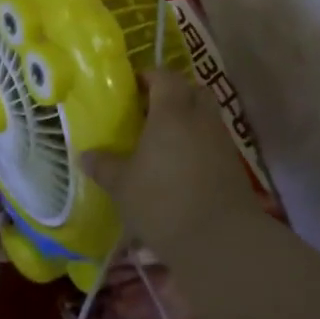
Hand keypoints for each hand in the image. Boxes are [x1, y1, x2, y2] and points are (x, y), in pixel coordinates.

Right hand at [82, 70, 256, 259]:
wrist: (221, 241)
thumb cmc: (163, 202)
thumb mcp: (122, 186)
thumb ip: (104, 166)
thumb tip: (86, 155)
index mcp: (171, 112)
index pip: (165, 77)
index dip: (149, 77)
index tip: (132, 88)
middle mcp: (200, 119)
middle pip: (193, 90)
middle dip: (174, 94)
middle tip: (150, 110)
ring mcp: (222, 143)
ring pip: (206, 117)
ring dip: (188, 121)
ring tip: (163, 142)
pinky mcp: (234, 168)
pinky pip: (213, 143)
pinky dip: (199, 146)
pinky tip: (180, 168)